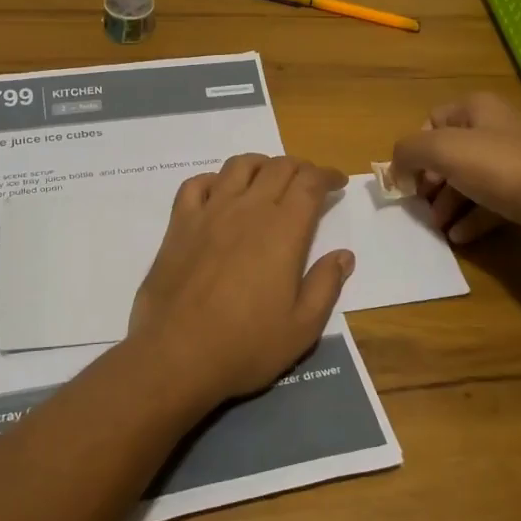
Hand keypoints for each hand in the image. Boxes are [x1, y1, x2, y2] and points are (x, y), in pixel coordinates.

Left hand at [126, 154, 355, 411]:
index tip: (338, 183)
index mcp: (284, 230)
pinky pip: (196, 184)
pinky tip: (221, 194)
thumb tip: (343, 255)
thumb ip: (326, 285)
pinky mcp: (179, 224)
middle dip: (301, 168)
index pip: (310, 182)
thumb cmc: (246, 345)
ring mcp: (210, 212)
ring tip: (269, 179)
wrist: (177, 355)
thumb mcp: (303, 327)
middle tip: (310, 183)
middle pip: (279, 167)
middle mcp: (248, 209)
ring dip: (261, 165)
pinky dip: (214, 180)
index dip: (328, 175)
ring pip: (239, 166)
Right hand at [389, 92, 520, 246]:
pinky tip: (459, 237)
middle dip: (430, 181)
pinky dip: (472, 218)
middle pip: (449, 153)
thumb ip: (409, 151)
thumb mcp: (443, 150)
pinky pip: (490, 203)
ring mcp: (514, 162)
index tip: (408, 177)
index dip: (416, 147)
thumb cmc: (501, 168)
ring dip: (448, 203)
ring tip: (438, 227)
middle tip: (420, 204)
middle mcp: (496, 129)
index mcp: (477, 109)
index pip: (432, 120)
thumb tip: (397, 168)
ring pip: (469, 180)